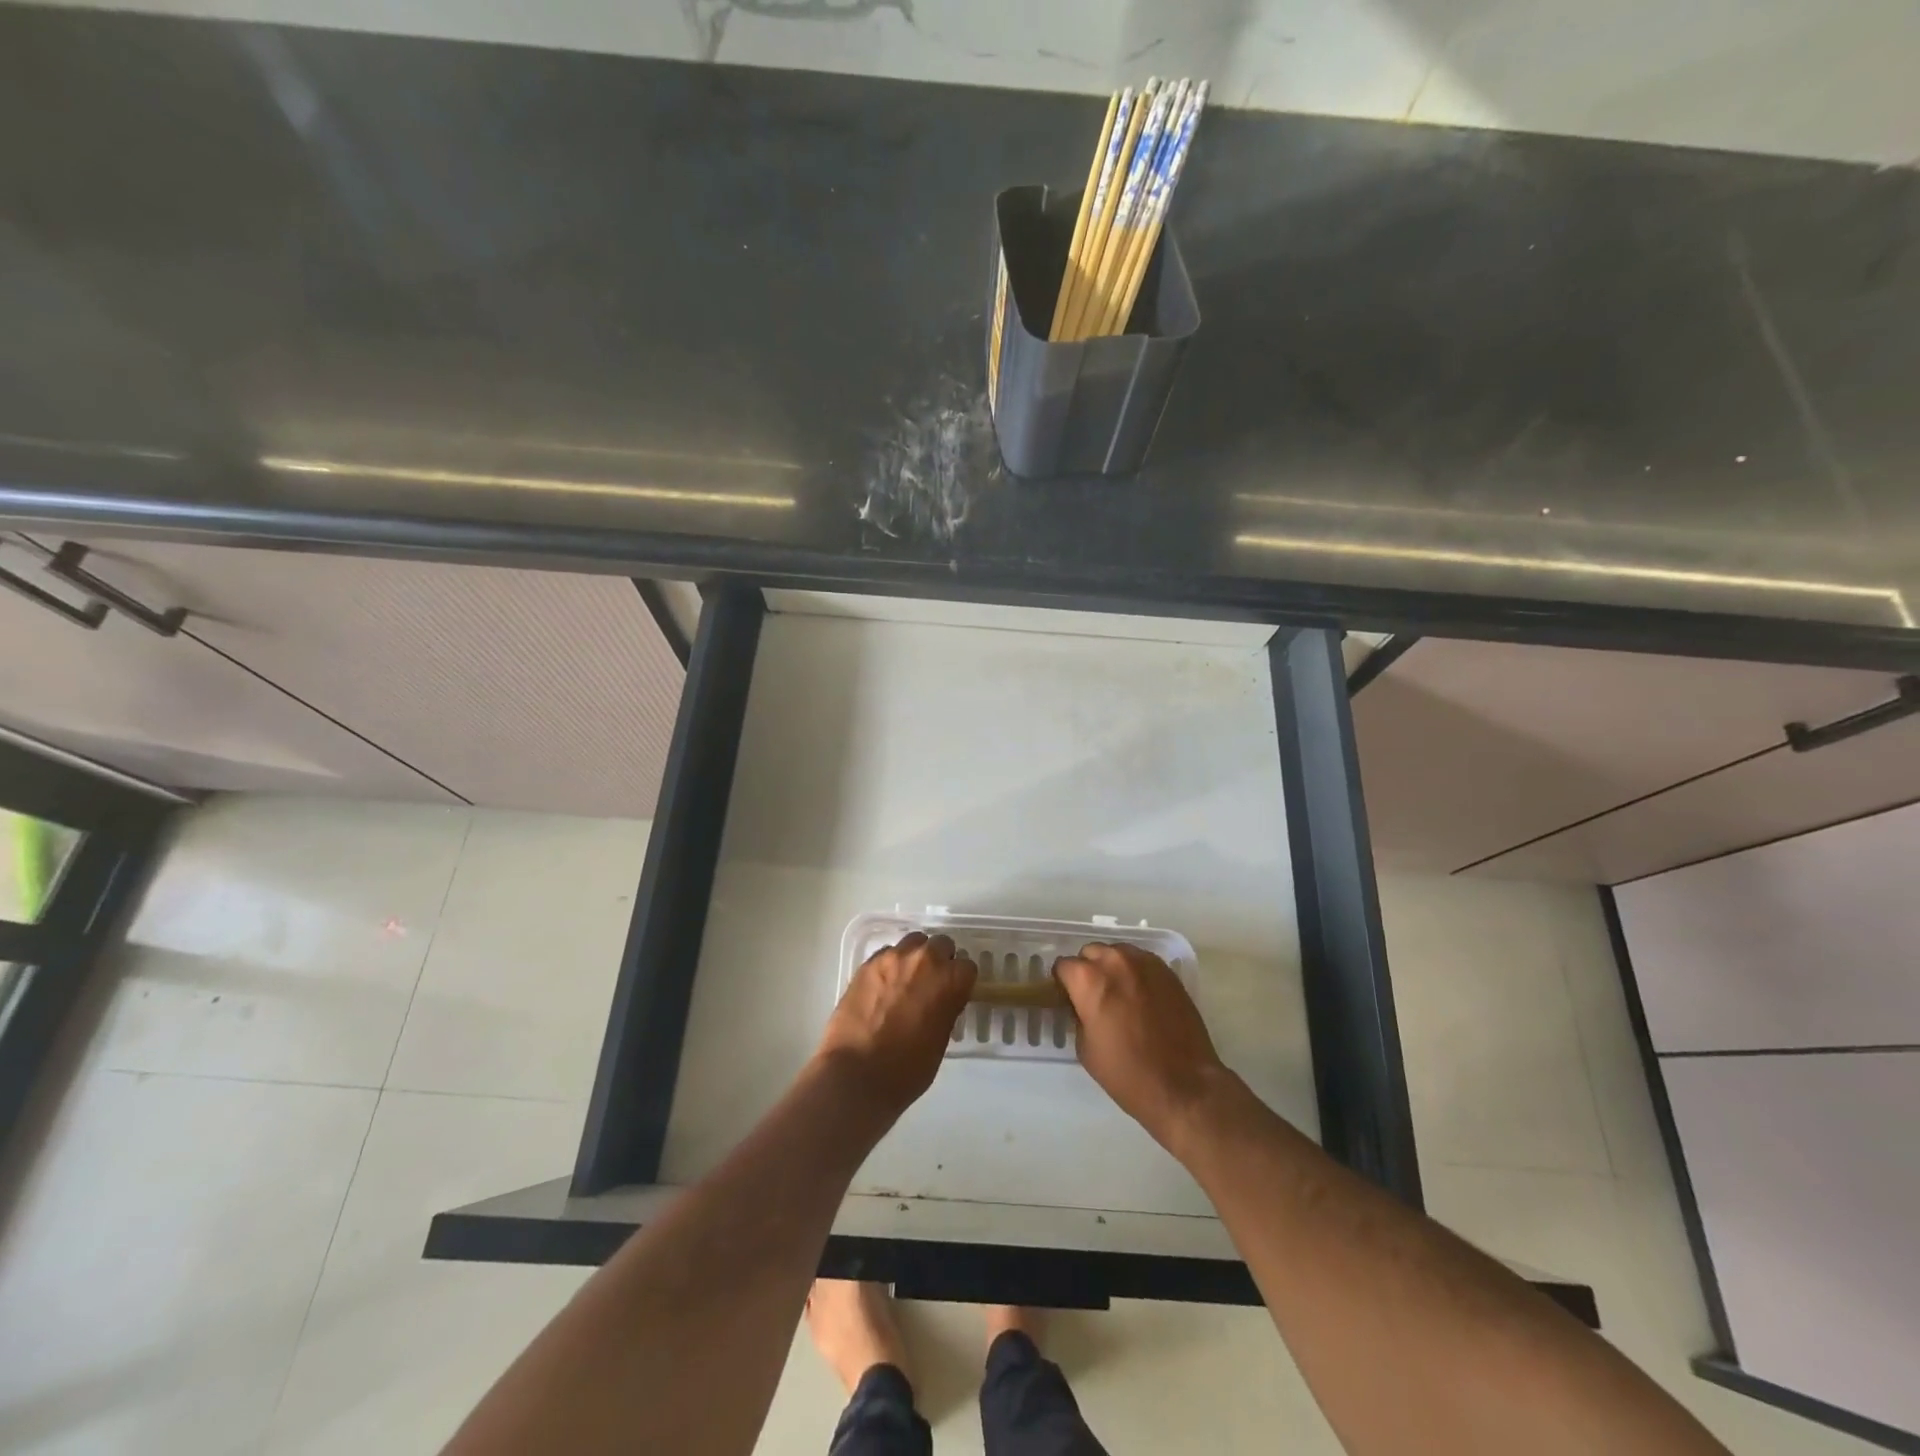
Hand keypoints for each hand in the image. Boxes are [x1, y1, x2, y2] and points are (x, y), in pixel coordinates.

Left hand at [815, 933, 976, 1116]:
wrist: (856, 1074)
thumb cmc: (907, 1070)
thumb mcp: (940, 1041)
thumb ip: (945, 1010)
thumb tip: (941, 1001)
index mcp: (950, 981)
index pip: (967, 967)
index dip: (960, 981)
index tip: (953, 993)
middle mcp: (925, 960)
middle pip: (940, 944)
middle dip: (939, 960)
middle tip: (931, 984)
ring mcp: (893, 958)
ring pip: (913, 942)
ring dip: (914, 956)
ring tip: (906, 980)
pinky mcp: (867, 964)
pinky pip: (887, 953)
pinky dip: (890, 965)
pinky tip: (883, 986)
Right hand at [1054, 942, 1231, 1148]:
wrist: (1183, 1085)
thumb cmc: (1127, 1073)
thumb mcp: (1085, 1047)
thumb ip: (1078, 1014)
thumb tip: (1081, 1004)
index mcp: (1088, 979)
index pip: (1063, 966)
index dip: (1063, 984)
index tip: (1069, 999)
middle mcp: (1114, 961)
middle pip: (1090, 953)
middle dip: (1087, 971)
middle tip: (1094, 998)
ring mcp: (1144, 963)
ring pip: (1117, 953)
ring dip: (1112, 967)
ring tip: (1120, 995)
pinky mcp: (1167, 971)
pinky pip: (1141, 961)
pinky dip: (1135, 972)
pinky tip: (1141, 996)